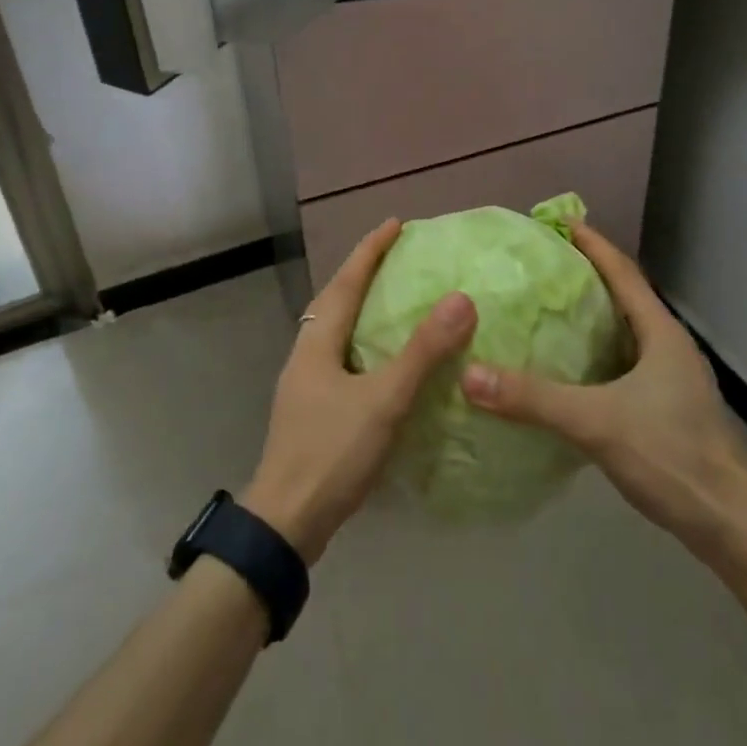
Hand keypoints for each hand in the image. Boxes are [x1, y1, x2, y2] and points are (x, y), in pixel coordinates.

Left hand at [243, 220, 475, 562]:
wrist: (286, 521)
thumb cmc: (332, 452)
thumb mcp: (383, 400)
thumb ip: (422, 353)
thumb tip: (460, 300)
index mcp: (317, 341)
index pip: (346, 281)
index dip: (370, 250)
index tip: (394, 224)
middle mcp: (306, 353)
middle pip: (334, 299)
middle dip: (362, 272)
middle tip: (395, 255)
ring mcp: (305, 383)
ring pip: (334, 329)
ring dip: (359, 305)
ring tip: (390, 296)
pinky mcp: (312, 408)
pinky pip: (339, 355)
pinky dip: (361, 340)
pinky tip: (380, 358)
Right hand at [459, 221, 746, 561]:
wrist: (731, 526)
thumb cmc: (671, 456)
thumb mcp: (596, 422)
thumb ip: (533, 398)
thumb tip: (469, 375)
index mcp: (660, 333)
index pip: (622, 272)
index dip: (592, 244)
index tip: (559, 221)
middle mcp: (668, 346)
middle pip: (624, 296)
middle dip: (586, 275)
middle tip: (542, 263)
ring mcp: (671, 379)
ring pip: (624, 331)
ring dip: (591, 315)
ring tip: (547, 307)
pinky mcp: (667, 407)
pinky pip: (623, 361)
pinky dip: (594, 351)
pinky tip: (567, 366)